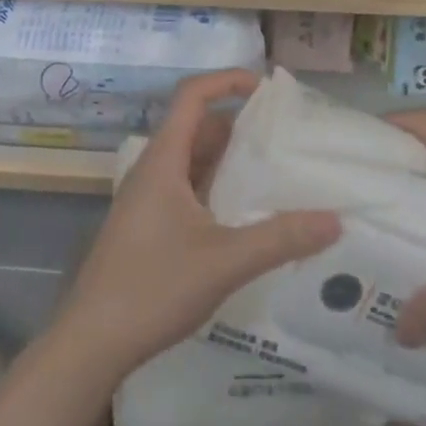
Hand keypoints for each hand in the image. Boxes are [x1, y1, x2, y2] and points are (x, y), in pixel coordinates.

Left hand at [54, 70, 341, 382]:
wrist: (90, 344)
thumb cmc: (152, 289)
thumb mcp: (225, 261)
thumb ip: (281, 238)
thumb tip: (335, 220)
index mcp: (163, 161)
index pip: (192, 95)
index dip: (228, 80)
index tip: (266, 89)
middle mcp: (153, 170)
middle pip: (197, 127)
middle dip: (239, 124)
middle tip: (284, 136)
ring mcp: (148, 199)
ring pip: (193, 161)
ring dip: (229, 160)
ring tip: (274, 171)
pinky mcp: (148, 226)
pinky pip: (189, 189)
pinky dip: (217, 188)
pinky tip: (245, 215)